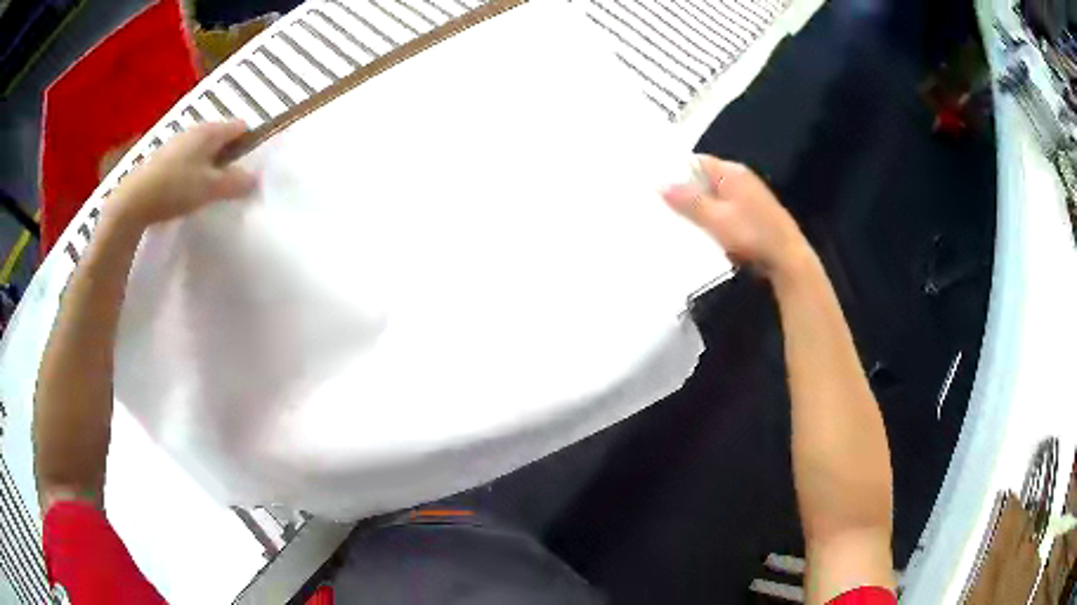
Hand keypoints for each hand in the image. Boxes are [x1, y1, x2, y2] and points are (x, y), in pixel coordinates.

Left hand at [108, 121, 257, 229]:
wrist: (133, 201)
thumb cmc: (175, 188)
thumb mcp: (210, 188)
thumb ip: (235, 183)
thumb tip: (257, 179)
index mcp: (211, 131)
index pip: (241, 127)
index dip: (249, 143)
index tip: (251, 166)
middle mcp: (195, 130)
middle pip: (221, 137)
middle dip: (229, 155)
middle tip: (232, 181)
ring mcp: (177, 142)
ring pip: (203, 149)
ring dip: (210, 164)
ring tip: (210, 189)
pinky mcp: (163, 158)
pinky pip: (187, 159)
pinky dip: (193, 170)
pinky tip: (188, 190)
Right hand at [662, 155, 810, 280]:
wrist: (788, 260)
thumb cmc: (752, 235)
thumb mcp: (715, 219)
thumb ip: (688, 201)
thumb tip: (658, 184)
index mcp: (732, 172)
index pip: (696, 162)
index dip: (676, 171)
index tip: (656, 186)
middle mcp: (741, 179)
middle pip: (705, 179)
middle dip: (685, 192)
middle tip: (661, 206)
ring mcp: (750, 197)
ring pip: (715, 197)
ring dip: (699, 208)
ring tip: (677, 220)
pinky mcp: (754, 215)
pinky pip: (725, 210)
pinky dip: (713, 218)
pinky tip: (704, 233)